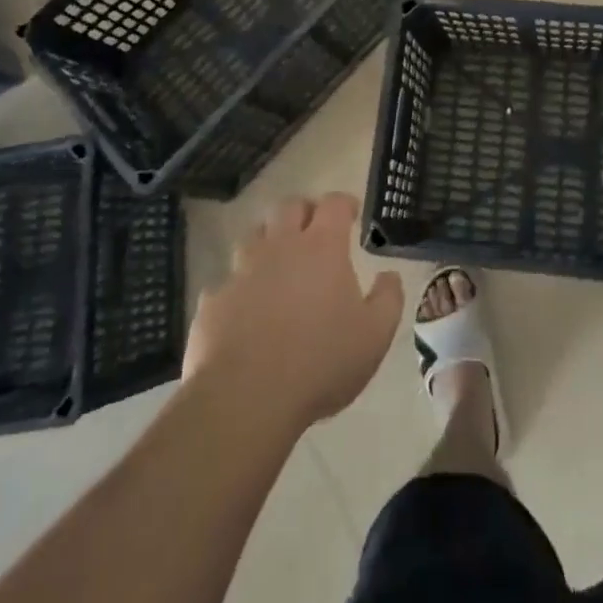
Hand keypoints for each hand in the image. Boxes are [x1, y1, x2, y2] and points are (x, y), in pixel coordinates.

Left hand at [183, 193, 402, 434]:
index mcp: (322, 247)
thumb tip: (389, 275)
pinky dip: (239, 288)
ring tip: (278, 264)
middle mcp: (281, 246)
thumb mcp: (374, 335)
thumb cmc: (321, 362)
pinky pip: (226, 282)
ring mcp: (242, 271)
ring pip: (253, 236)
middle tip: (314, 230)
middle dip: (304, 211)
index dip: (344, 203)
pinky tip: (245, 310)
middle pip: (289, 207)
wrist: (245, 398)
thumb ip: (388, 298)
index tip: (352, 214)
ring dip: (268, 242)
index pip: (333, 204)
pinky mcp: (213, 301)